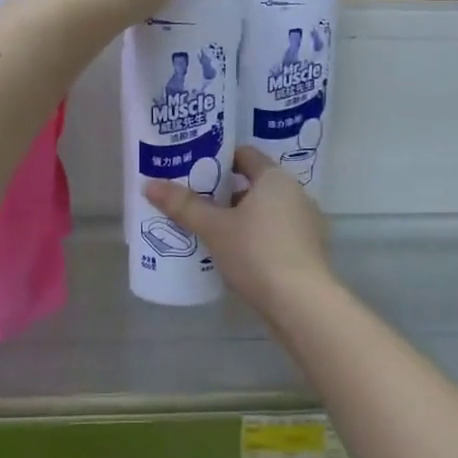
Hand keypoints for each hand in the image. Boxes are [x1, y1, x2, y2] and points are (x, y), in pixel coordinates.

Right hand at [144, 147, 332, 313]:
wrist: (301, 302)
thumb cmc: (256, 252)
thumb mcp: (214, 228)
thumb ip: (184, 206)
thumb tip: (149, 185)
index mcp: (275, 178)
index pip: (245, 154)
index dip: (218, 158)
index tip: (193, 169)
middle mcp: (296, 193)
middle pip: (254, 184)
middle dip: (224, 192)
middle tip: (193, 201)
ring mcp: (305, 222)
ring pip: (265, 211)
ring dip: (239, 217)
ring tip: (207, 228)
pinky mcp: (307, 249)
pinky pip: (275, 233)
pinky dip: (255, 236)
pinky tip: (233, 253)